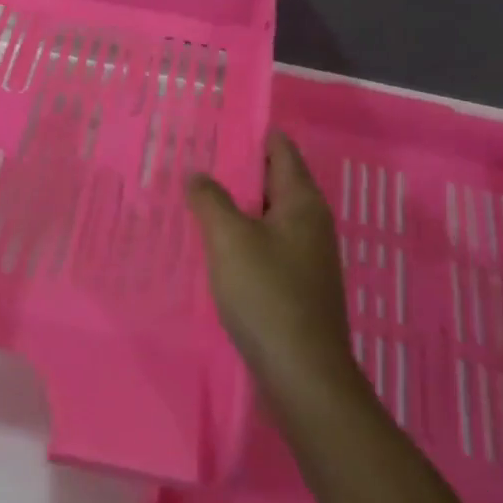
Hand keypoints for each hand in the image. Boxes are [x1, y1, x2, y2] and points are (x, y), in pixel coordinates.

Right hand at [186, 133, 362, 407]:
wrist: (303, 375)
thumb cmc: (268, 295)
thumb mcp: (230, 239)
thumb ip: (210, 200)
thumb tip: (198, 174)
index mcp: (302, 201)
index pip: (279, 149)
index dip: (249, 134)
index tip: (213, 127)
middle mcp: (310, 222)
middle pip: (272, 180)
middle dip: (235, 170)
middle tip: (193, 161)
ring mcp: (306, 255)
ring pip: (266, 216)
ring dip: (235, 207)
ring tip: (194, 200)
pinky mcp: (296, 285)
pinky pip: (265, 245)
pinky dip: (241, 238)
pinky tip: (212, 246)